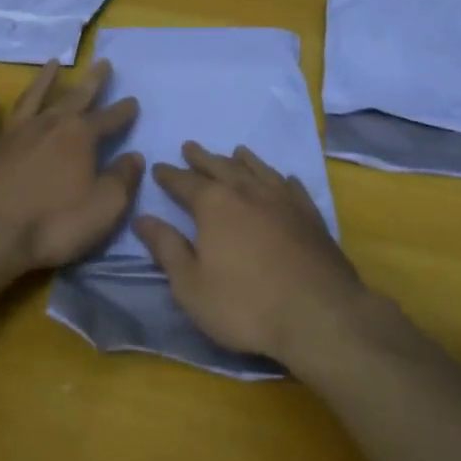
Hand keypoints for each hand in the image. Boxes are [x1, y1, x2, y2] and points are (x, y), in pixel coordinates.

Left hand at [0, 60, 141, 271]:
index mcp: (79, 137)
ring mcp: (13, 137)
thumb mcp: (105, 207)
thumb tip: (135, 157)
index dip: (123, 111)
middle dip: (91, 81)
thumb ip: (123, 179)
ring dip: (43, 81)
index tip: (133, 101)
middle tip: (102, 62)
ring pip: (31, 100)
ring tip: (52, 63)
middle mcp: (47, 126)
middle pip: (74, 98)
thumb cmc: (54, 223)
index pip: (108, 119)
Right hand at [135, 143, 368, 364]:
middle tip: (190, 147)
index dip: (170, 175)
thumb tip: (142, 218)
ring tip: (235, 151)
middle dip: (202, 158)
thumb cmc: (245, 304)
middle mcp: (248, 192)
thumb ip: (166, 248)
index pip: (185, 183)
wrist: (319, 314)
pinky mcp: (310, 216)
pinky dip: (282, 179)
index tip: (158, 167)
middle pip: (221, 167)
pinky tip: (283, 178)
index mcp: (214, 205)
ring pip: (258, 169)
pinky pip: (292, 187)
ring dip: (243, 160)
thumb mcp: (191, 285)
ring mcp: (283, 201)